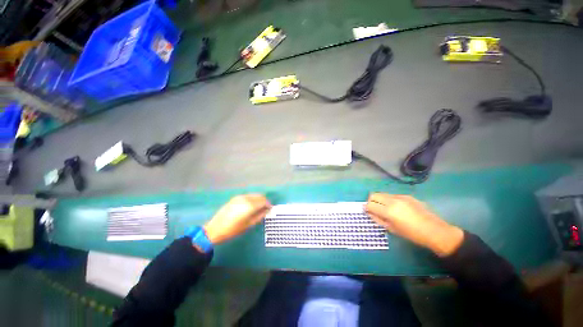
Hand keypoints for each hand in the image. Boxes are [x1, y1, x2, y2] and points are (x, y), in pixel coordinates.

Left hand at [204, 194, 271, 244]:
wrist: (215, 229)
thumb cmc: (233, 229)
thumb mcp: (249, 224)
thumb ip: (260, 216)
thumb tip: (267, 210)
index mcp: (250, 205)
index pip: (264, 201)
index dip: (268, 204)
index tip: (270, 209)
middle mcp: (246, 198)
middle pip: (260, 196)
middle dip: (264, 201)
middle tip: (265, 209)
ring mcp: (240, 197)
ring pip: (254, 195)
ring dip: (258, 199)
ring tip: (258, 208)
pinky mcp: (235, 197)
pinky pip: (248, 196)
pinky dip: (252, 199)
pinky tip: (250, 206)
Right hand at [365, 193, 463, 256]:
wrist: (434, 231)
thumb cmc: (412, 234)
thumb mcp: (392, 229)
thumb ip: (378, 219)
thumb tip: (369, 212)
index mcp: (388, 210)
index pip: (370, 204)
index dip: (366, 208)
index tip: (367, 211)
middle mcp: (392, 200)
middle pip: (374, 194)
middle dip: (371, 201)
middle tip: (374, 209)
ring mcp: (400, 196)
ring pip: (383, 194)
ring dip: (380, 199)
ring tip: (386, 209)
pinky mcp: (407, 196)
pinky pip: (393, 195)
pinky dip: (389, 200)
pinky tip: (397, 208)